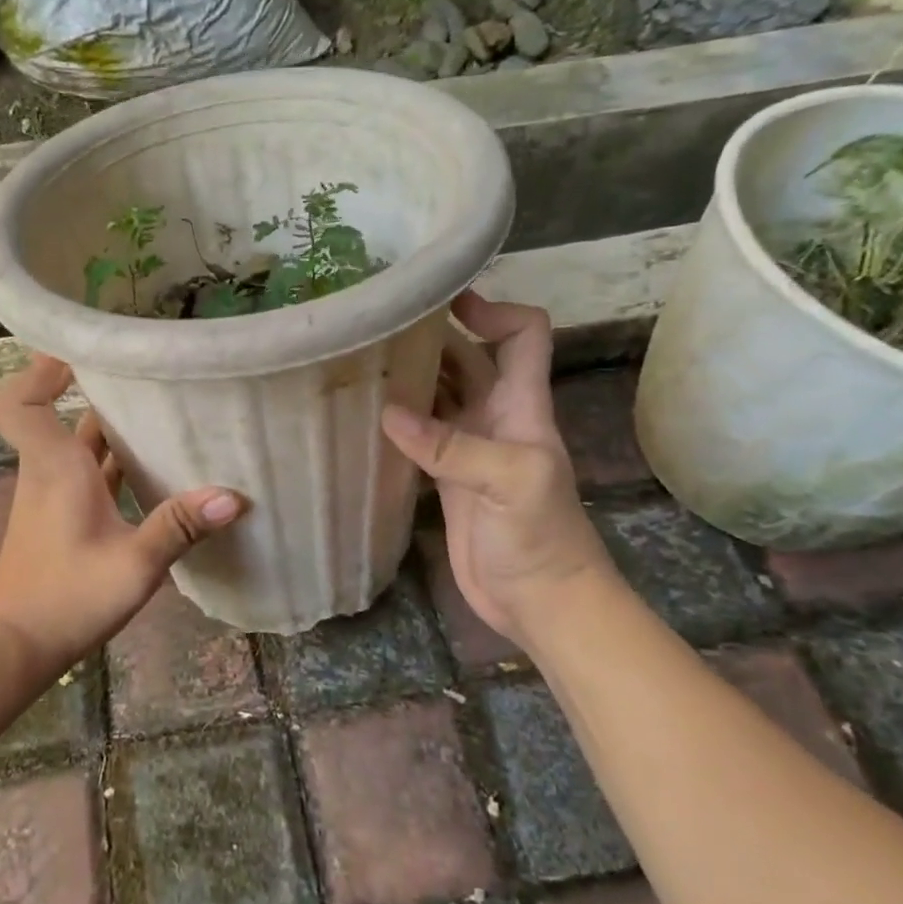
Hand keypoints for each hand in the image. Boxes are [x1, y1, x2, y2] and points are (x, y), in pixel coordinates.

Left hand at [0, 355, 246, 672]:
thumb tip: (233, 496)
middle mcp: (49, 470)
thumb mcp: (133, 564)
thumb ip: (179, 526)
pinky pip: (87, 473)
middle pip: (61, 414)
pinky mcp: (61, 517)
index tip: (80, 355)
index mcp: (55, 466)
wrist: (17, 646)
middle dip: (99, 391)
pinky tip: (155, 470)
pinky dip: (113, 463)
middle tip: (149, 375)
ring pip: (79, 445)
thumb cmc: (67, 597)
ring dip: (112, 428)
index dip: (39, 372)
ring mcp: (53, 494)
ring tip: (164, 412)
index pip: (19, 402)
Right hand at [382, 294, 614, 644]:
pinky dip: (397, 422)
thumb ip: (453, 447)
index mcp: (523, 406)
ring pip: (441, 396)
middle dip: (434, 336)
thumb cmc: (541, 539)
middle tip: (379, 325)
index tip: (445, 301)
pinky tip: (364, 416)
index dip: (493, 310)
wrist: (540, 602)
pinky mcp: (448, 479)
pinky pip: (421, 436)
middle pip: (471, 359)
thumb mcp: (509, 484)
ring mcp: (471, 449)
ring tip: (361, 361)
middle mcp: (497, 417)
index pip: (523, 336)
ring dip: (411, 376)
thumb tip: (388, 413)